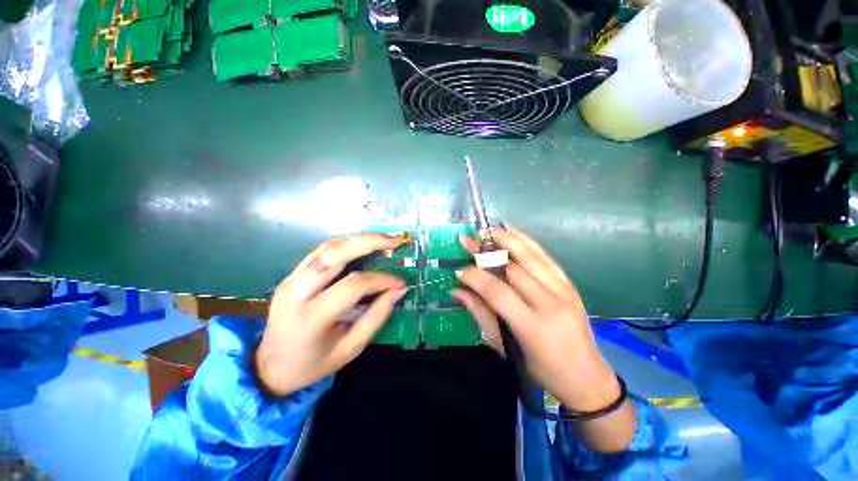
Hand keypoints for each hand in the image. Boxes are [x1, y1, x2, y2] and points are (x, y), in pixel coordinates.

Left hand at [255, 234, 406, 396]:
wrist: (268, 368)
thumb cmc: (313, 364)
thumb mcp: (351, 348)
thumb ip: (376, 317)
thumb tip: (398, 290)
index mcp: (311, 317)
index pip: (353, 285)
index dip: (381, 280)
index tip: (400, 282)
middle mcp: (296, 292)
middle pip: (334, 254)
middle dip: (369, 242)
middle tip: (395, 241)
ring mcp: (289, 280)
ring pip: (326, 248)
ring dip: (357, 240)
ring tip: (382, 240)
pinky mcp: (290, 276)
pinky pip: (320, 253)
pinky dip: (345, 246)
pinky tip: (362, 246)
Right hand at [453, 227, 620, 412]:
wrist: (587, 377)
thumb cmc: (541, 371)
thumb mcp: (506, 348)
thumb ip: (481, 314)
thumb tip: (457, 291)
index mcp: (533, 326)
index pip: (497, 291)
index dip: (475, 277)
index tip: (459, 269)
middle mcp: (551, 303)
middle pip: (513, 268)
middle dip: (487, 252)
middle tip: (469, 242)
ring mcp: (564, 290)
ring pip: (531, 256)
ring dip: (507, 240)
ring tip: (488, 231)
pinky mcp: (570, 284)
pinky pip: (545, 257)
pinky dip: (527, 242)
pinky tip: (513, 233)